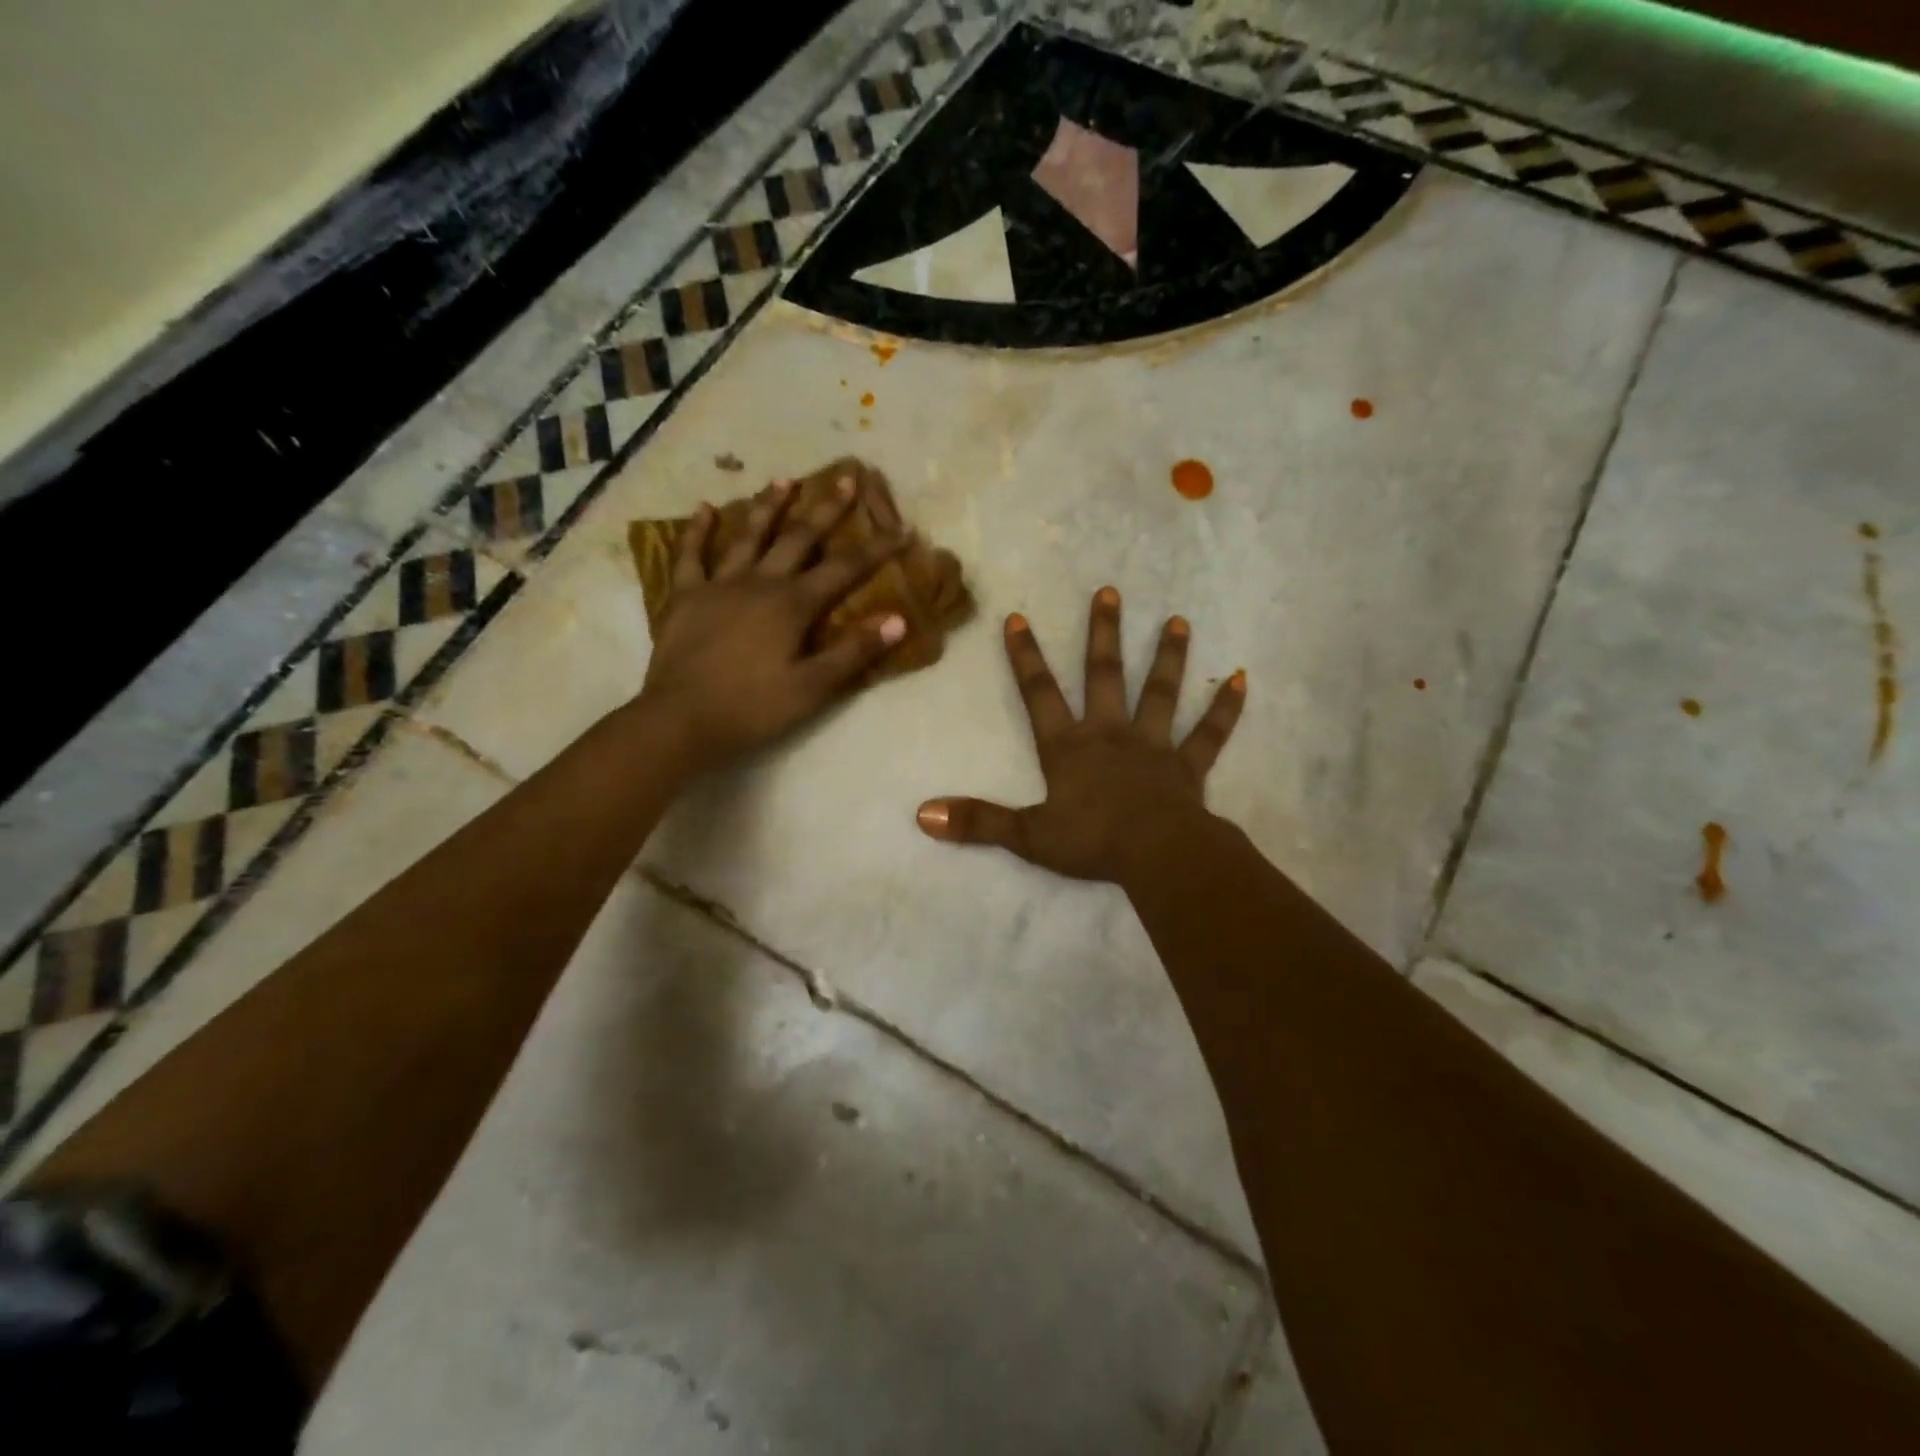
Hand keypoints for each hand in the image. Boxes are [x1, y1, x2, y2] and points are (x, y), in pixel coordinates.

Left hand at [637, 475, 906, 770]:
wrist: (681, 721)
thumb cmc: (753, 708)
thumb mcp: (813, 688)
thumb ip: (854, 652)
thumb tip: (897, 620)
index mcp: (792, 605)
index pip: (844, 569)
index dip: (876, 548)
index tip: (902, 528)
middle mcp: (759, 583)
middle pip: (798, 538)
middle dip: (826, 509)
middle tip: (846, 478)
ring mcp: (718, 585)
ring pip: (747, 536)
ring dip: (768, 507)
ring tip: (784, 481)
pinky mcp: (685, 597)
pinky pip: (691, 556)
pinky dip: (697, 531)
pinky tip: (703, 509)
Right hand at [915, 586, 1245, 883]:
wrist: (1156, 855)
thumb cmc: (1091, 842)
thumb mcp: (1027, 836)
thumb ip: (977, 822)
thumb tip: (922, 814)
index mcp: (1069, 747)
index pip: (1039, 694)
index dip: (1025, 657)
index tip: (1017, 617)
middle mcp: (1110, 733)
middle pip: (1104, 675)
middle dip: (1102, 633)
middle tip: (1109, 591)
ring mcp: (1153, 746)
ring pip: (1160, 693)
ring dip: (1168, 656)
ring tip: (1178, 620)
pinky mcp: (1188, 766)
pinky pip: (1209, 733)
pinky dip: (1225, 708)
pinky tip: (1241, 679)